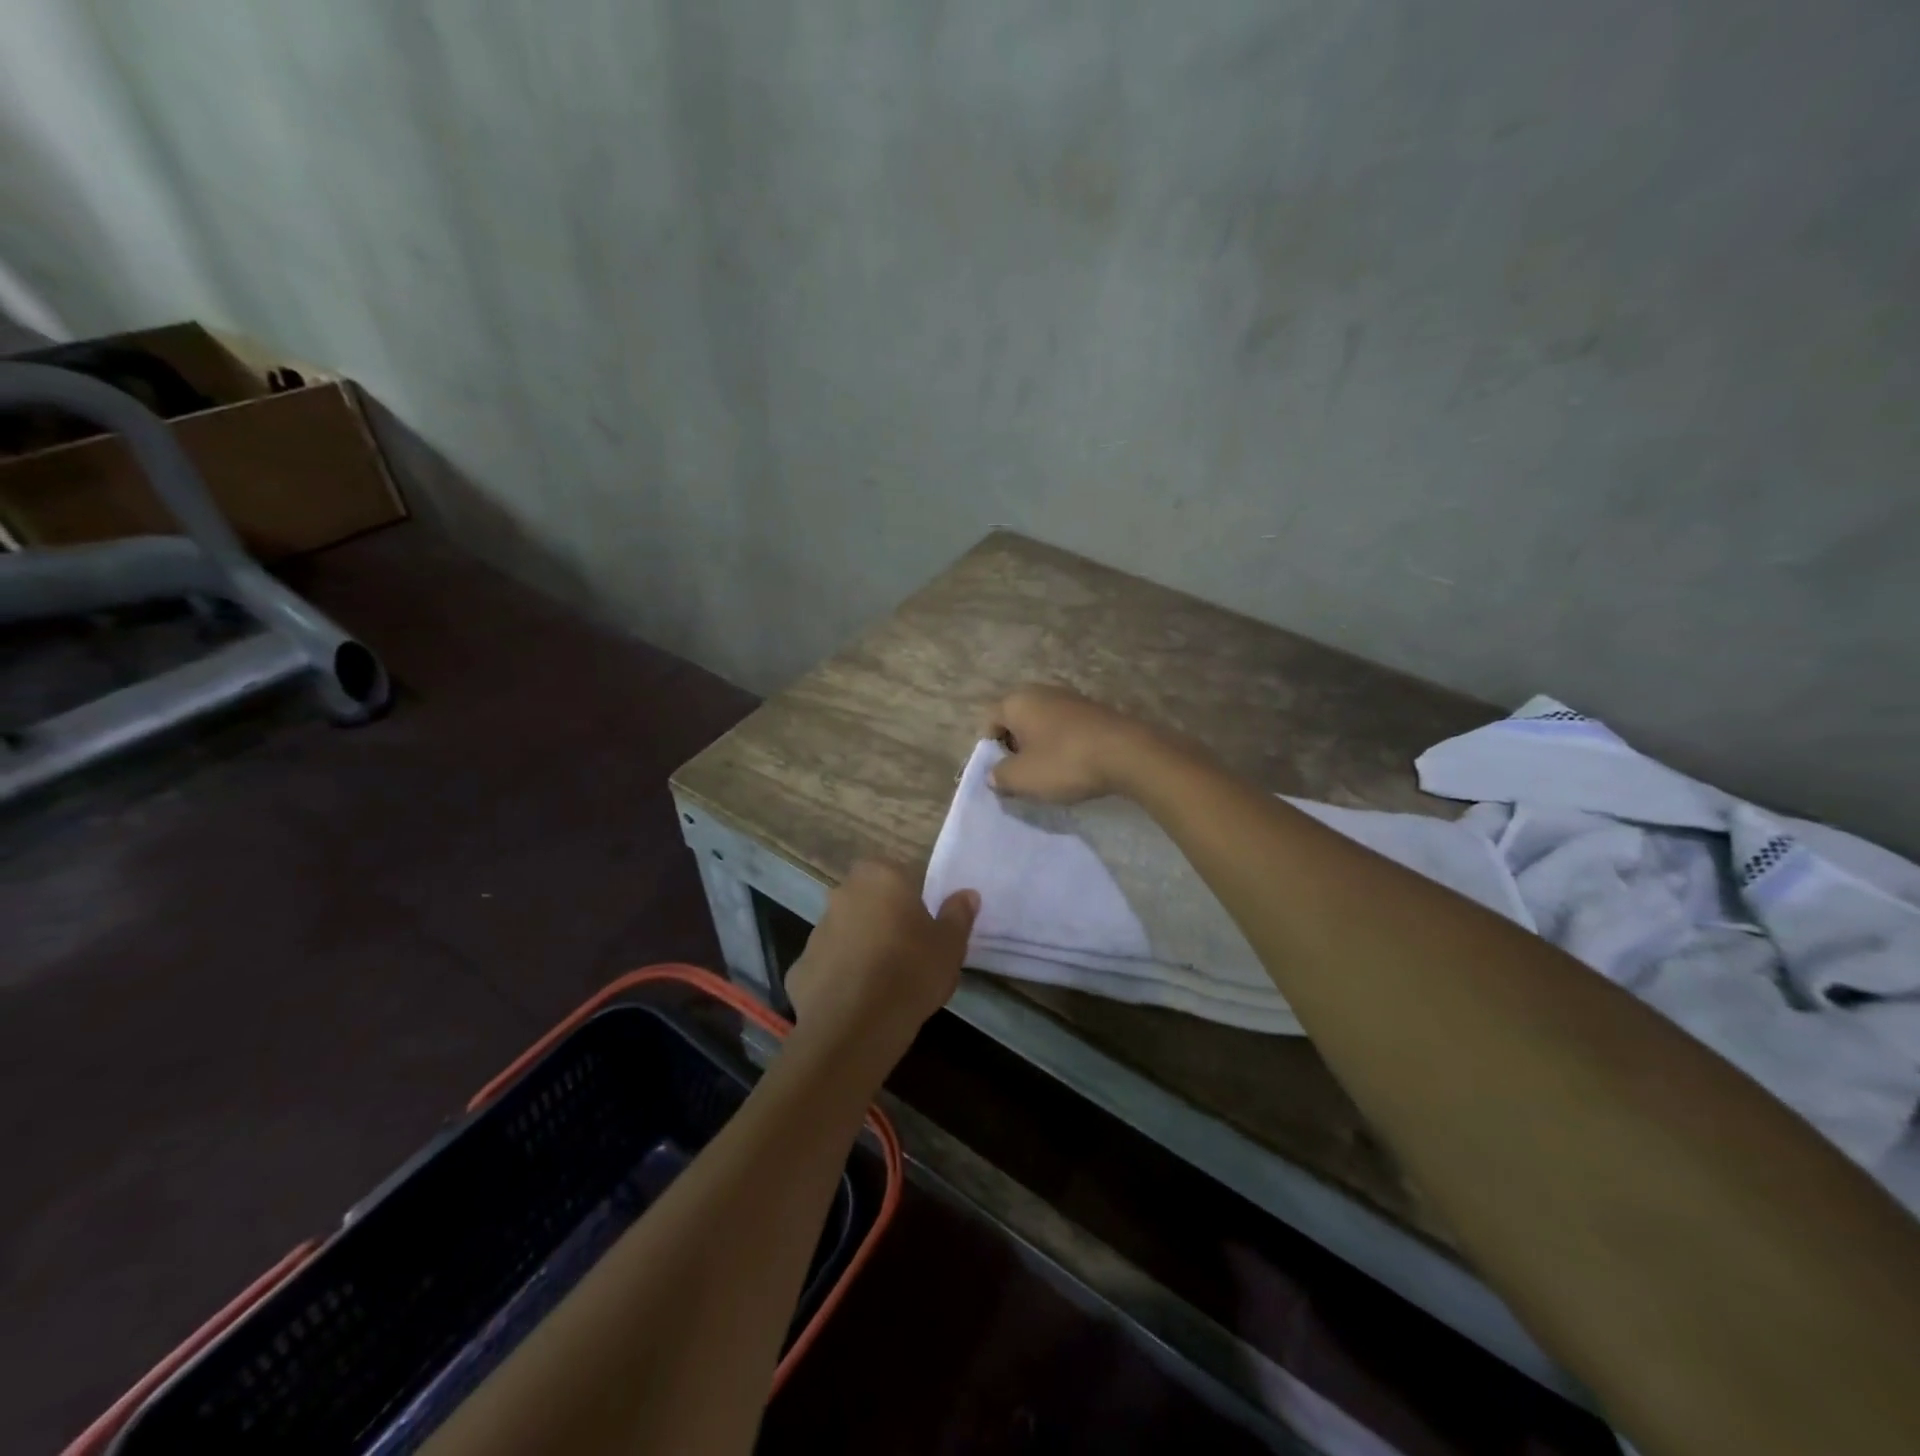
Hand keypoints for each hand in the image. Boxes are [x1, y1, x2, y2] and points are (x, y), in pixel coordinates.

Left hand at [785, 861, 977, 1061]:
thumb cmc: (911, 971)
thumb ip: (958, 914)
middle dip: (881, 916)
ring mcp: (816, 930)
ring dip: (859, 946)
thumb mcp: (950, 944)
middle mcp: (842, 894)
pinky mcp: (799, 967)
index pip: (896, 872)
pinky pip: (827, 965)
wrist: (855, 1026)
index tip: (922, 922)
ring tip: (882, 981)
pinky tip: (857, 1002)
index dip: (909, 896)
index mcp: (880, 877)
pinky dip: (839, 977)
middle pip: (866, 898)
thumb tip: (967, 894)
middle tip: (906, 949)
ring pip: (844, 930)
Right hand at [980, 685, 1159, 803]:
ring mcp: (1071, 697)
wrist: (1127, 753)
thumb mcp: (1022, 778)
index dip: (991, 749)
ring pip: (1043, 724)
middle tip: (1024, 774)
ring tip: (1050, 773)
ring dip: (1041, 746)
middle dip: (1016, 747)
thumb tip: (994, 774)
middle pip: (1017, 720)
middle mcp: (1042, 691)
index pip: (989, 721)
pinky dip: (1065, 745)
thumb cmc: (1064, 762)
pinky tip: (1075, 765)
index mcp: (1017, 700)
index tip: (1003, 773)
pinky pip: (1068, 728)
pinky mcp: (1095, 709)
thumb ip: (999, 776)